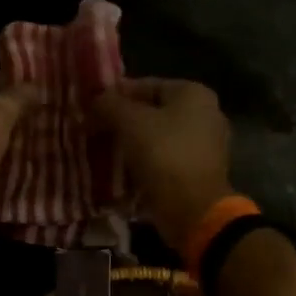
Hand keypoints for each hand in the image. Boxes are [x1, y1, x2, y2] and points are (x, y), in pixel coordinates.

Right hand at [92, 78, 234, 250]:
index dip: (115, 95)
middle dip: (122, 122)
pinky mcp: (198, 173)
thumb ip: (109, 104)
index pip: (146, 85)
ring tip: (102, 152)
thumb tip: (95, 99)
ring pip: (157, 138)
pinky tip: (121, 172)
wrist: (193, 210)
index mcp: (193, 93)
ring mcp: (204, 146)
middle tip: (93, 131)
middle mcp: (205, 114)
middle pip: (152, 112)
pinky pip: (164, 161)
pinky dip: (144, 164)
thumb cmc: (164, 155)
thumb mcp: (130, 122)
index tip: (90, 109)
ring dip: (131, 144)